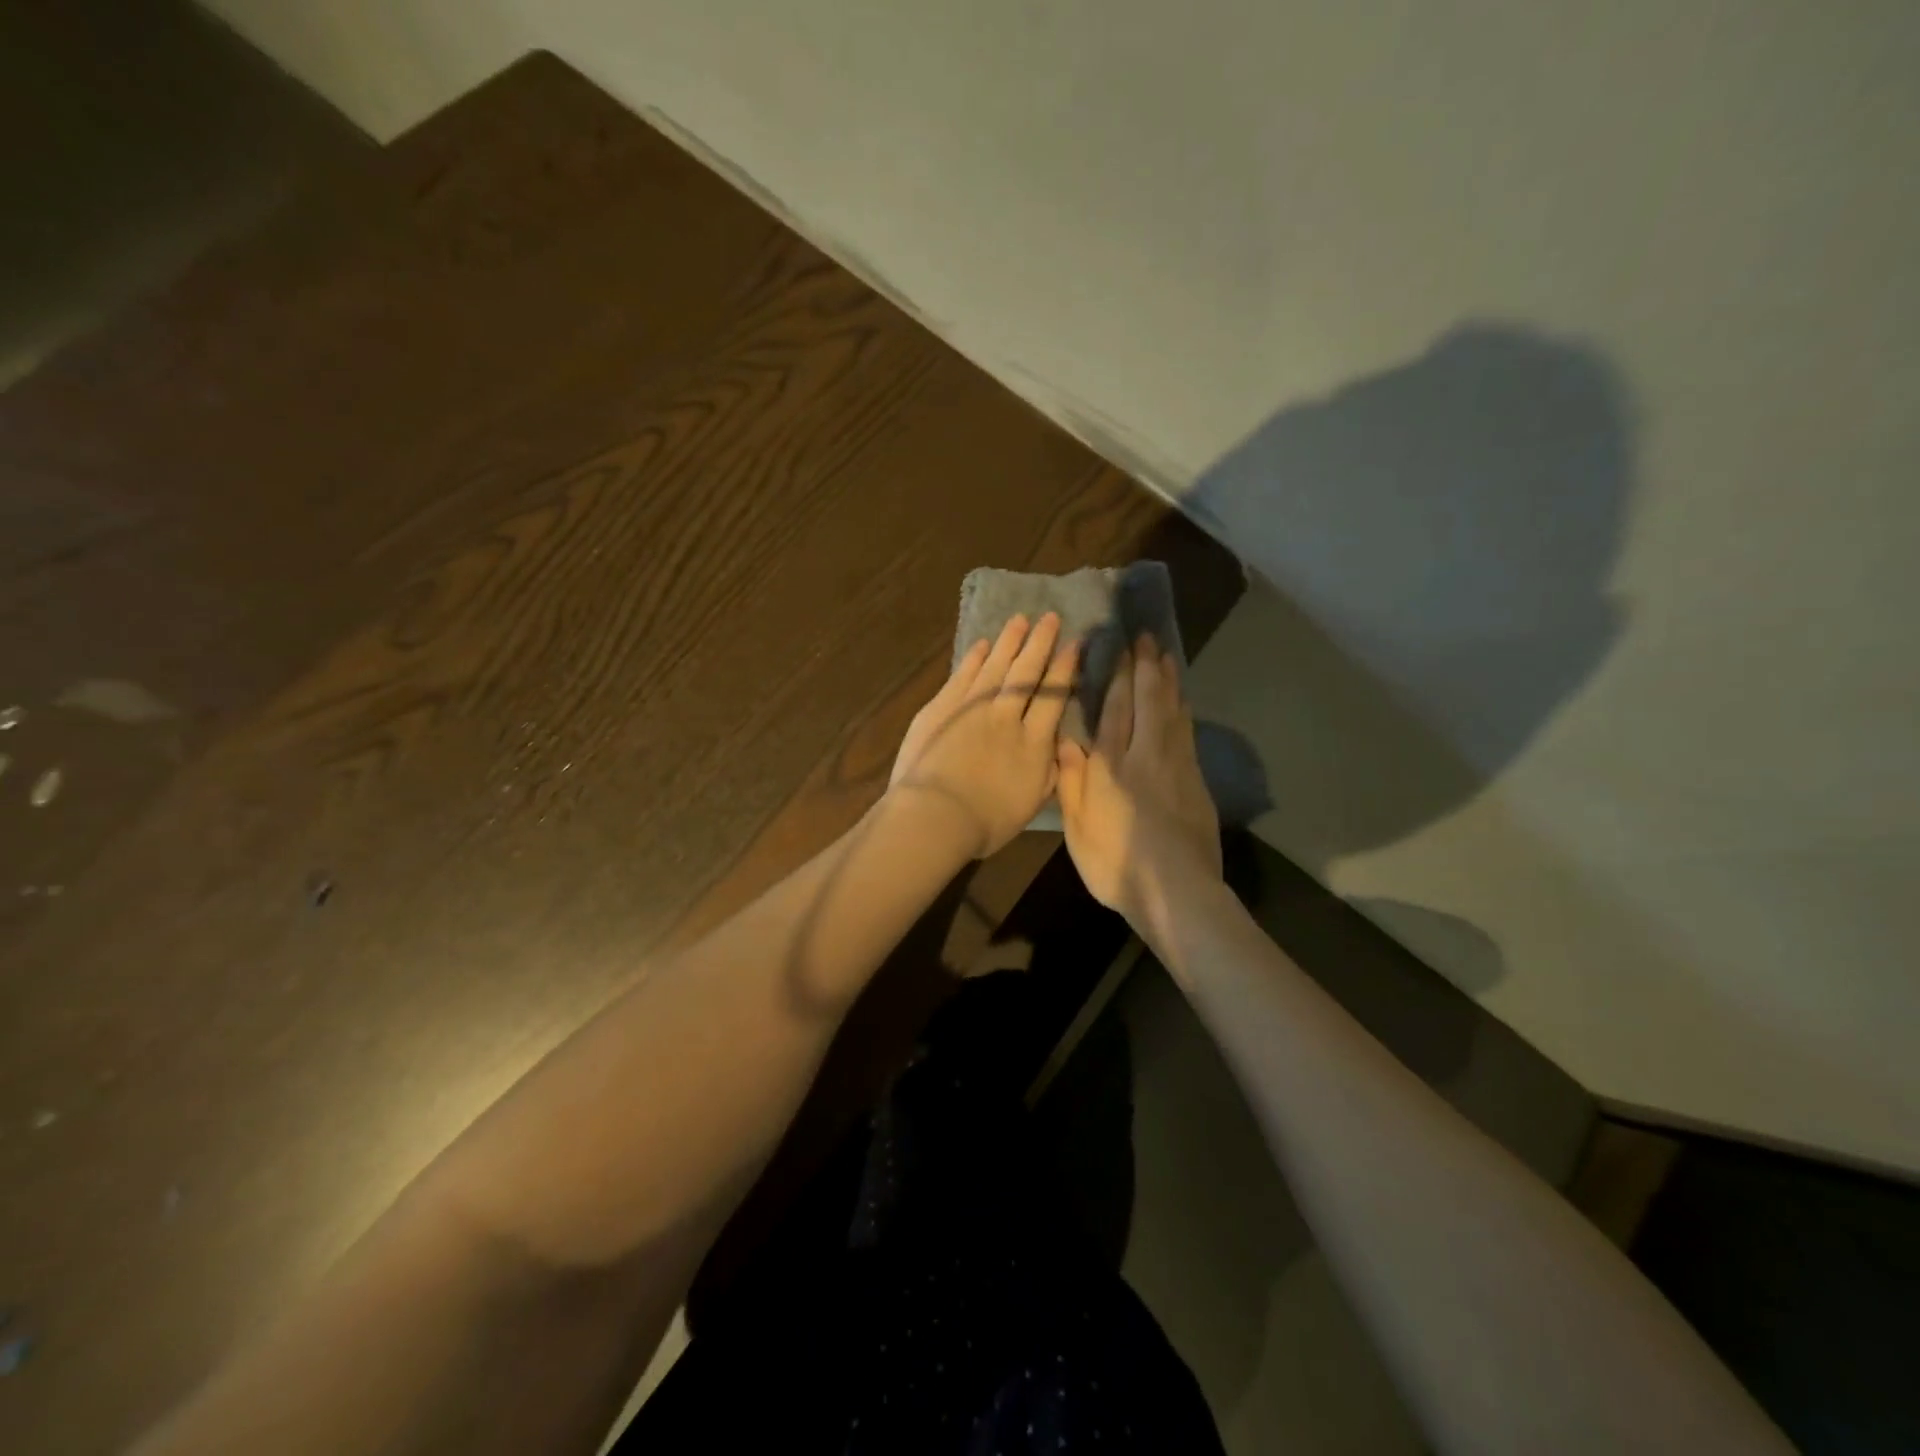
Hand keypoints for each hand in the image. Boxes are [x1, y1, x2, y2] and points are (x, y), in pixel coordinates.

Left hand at [888, 613, 1078, 858]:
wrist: (935, 815)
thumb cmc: (985, 822)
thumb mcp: (1031, 805)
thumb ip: (1049, 773)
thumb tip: (1060, 747)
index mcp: (1033, 743)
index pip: (1054, 697)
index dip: (1065, 669)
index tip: (1074, 644)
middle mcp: (1007, 716)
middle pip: (1027, 673)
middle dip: (1041, 643)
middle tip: (1051, 617)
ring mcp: (972, 707)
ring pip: (995, 666)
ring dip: (1009, 641)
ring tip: (1020, 620)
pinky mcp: (942, 707)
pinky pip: (963, 675)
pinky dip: (974, 658)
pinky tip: (982, 645)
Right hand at [1055, 634, 1221, 931]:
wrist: (1176, 892)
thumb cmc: (1116, 863)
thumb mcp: (1078, 829)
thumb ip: (1070, 782)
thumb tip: (1065, 741)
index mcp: (1111, 766)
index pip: (1115, 709)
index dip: (1118, 676)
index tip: (1121, 648)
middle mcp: (1146, 755)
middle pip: (1148, 701)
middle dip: (1147, 667)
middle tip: (1147, 638)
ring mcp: (1177, 766)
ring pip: (1173, 712)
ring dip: (1169, 682)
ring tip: (1167, 657)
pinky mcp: (1197, 782)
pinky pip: (1188, 733)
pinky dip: (1184, 710)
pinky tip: (1182, 701)